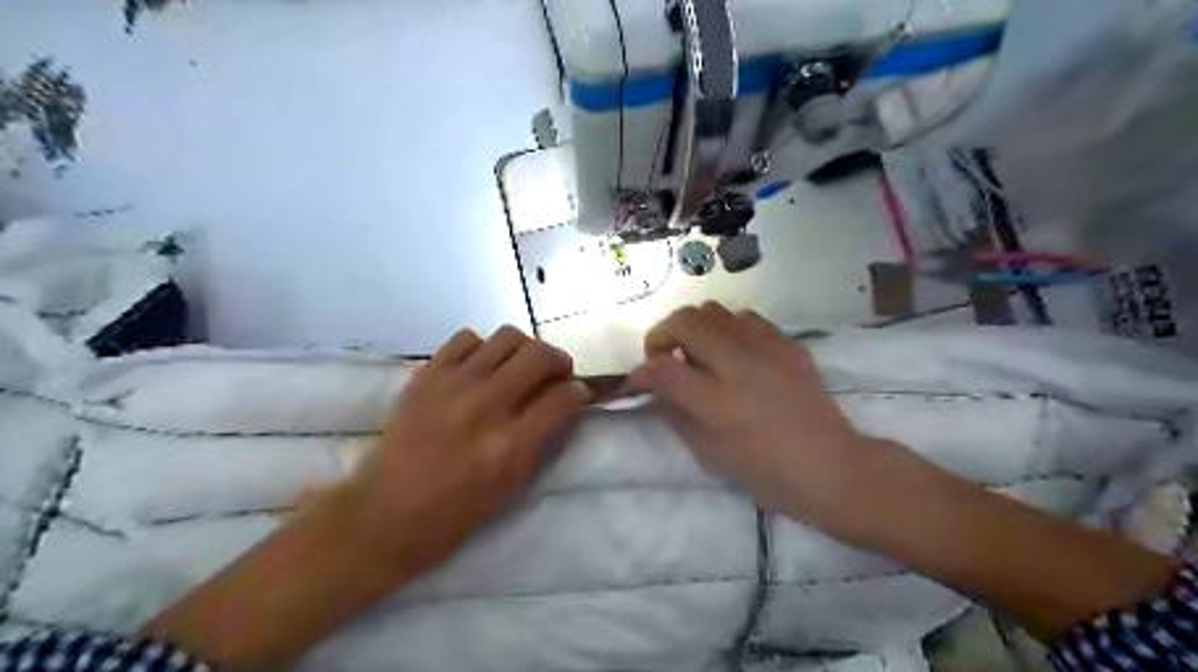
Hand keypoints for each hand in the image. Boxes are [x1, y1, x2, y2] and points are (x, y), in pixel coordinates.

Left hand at [145, 325, 586, 671]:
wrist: (385, 512)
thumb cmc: (455, 512)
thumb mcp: (512, 485)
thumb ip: (543, 438)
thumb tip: (566, 401)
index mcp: (511, 445)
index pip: (563, 397)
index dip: (577, 392)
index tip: (576, 394)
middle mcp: (486, 405)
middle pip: (540, 355)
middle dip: (558, 361)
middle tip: (554, 375)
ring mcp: (454, 384)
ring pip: (508, 337)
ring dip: (523, 350)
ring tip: (517, 368)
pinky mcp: (427, 374)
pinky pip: (467, 338)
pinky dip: (483, 348)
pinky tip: (480, 368)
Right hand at [631, 302, 893, 532]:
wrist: (831, 467)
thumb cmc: (766, 473)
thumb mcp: (709, 455)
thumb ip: (676, 415)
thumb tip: (657, 388)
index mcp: (715, 401)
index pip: (660, 368)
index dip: (639, 372)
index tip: (638, 381)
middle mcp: (737, 364)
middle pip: (684, 321)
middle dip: (661, 335)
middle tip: (664, 356)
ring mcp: (766, 349)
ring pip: (713, 310)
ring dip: (695, 328)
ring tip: (699, 352)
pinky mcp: (787, 344)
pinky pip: (746, 318)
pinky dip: (728, 329)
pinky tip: (734, 352)